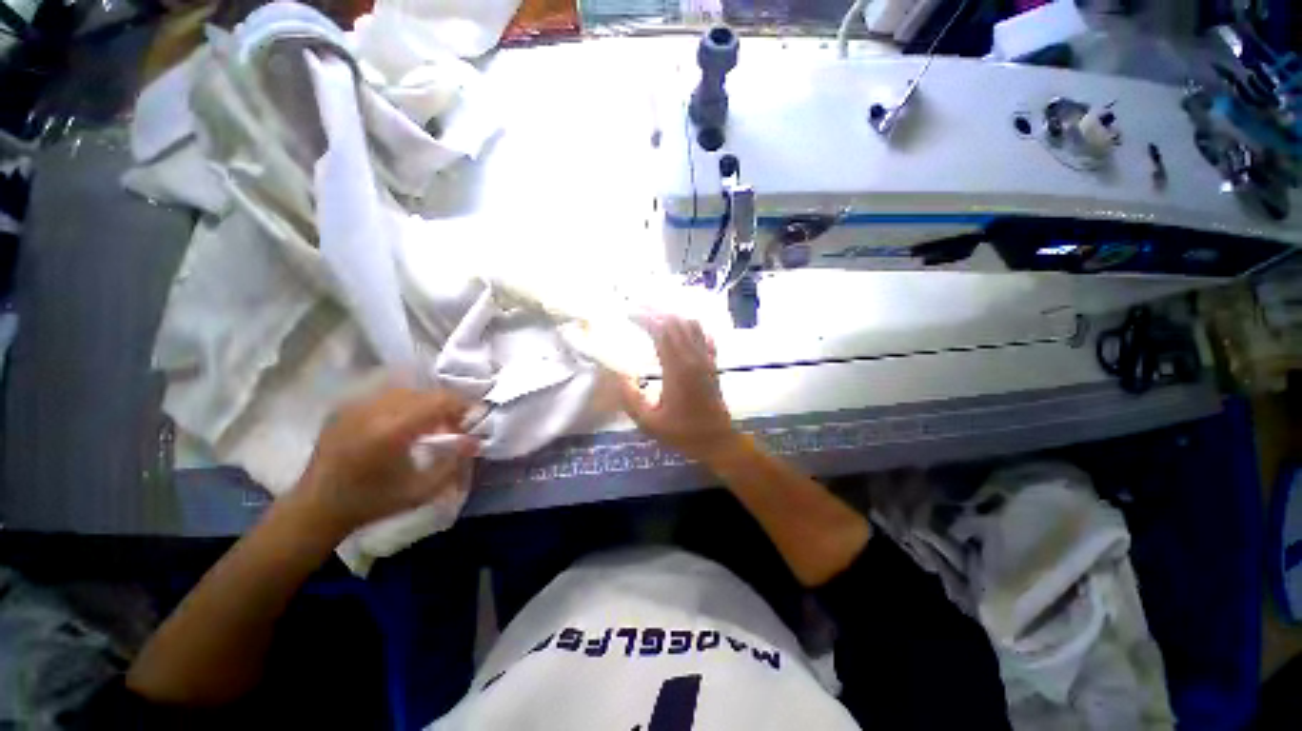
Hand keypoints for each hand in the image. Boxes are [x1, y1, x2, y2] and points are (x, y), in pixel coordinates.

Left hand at [294, 387, 478, 535]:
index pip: (441, 400)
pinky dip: (403, 404)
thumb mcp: (421, 490)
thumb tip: (475, 440)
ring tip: (426, 425)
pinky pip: (385, 395)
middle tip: (451, 426)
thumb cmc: (373, 502)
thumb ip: (453, 462)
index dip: (462, 406)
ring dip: (424, 404)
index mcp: (392, 430)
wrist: (316, 507)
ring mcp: (356, 406)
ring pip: (407, 390)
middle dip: (445, 406)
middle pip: (425, 392)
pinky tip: (400, 424)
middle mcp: (374, 410)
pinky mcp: (345, 407)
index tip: (470, 421)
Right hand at [618, 315, 740, 462]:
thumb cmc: (683, 433)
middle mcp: (694, 358)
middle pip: (676, 322)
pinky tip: (679, 327)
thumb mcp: (649, 423)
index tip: (628, 314)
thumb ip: (630, 398)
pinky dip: (689, 325)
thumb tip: (617, 375)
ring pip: (691, 324)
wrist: (718, 441)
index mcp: (678, 369)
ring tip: (654, 314)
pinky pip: (703, 335)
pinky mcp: (712, 363)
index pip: (662, 331)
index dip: (644, 318)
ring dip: (672, 315)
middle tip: (636, 309)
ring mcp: (706, 359)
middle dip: (655, 310)